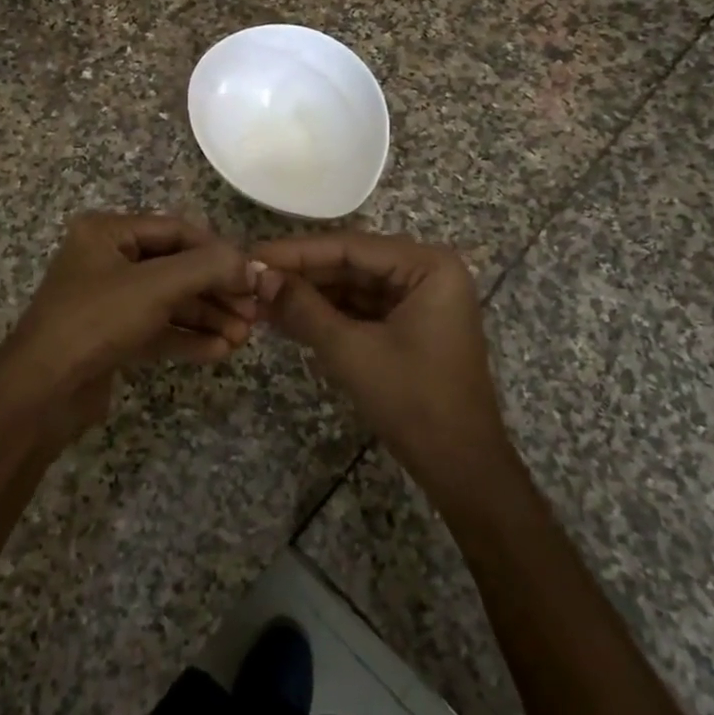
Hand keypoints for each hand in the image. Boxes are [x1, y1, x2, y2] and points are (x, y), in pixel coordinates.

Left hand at [0, 213, 261, 443]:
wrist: (41, 393)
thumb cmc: (96, 321)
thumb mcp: (155, 286)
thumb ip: (207, 268)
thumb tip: (251, 264)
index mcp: (108, 232)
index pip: (177, 230)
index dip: (217, 250)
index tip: (252, 274)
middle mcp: (108, 260)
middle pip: (176, 267)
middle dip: (216, 291)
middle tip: (253, 312)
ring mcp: (109, 300)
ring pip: (170, 301)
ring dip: (207, 317)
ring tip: (243, 337)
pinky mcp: (111, 337)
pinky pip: (157, 329)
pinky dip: (187, 337)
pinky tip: (219, 351)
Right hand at [252, 232, 510, 493]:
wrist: (461, 468)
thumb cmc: (413, 401)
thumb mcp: (351, 351)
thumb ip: (303, 309)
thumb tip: (259, 278)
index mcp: (429, 266)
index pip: (351, 246)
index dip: (297, 252)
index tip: (253, 256)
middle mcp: (429, 272)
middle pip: (352, 263)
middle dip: (302, 275)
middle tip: (252, 279)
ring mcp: (422, 300)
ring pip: (355, 286)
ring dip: (311, 295)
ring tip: (261, 298)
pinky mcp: (412, 325)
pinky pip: (364, 309)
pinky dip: (329, 314)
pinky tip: (289, 317)